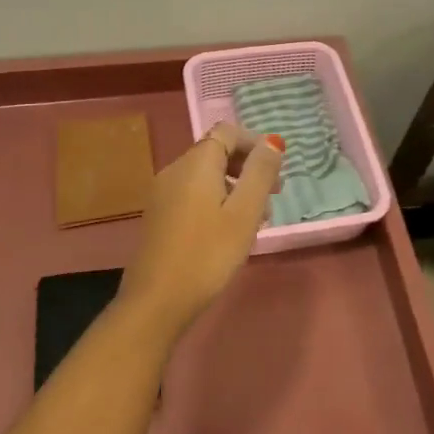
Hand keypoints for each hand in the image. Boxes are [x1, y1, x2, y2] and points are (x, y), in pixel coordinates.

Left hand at [118, 124, 286, 338]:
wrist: (156, 301)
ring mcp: (163, 194)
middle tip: (273, 196)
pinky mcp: (159, 216)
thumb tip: (271, 142)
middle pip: (216, 152)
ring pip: (206, 176)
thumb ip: (260, 173)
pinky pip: (193, 194)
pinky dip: (216, 200)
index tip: (276, 170)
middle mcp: (175, 170)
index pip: (227, 132)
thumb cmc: (207, 254)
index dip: (255, 143)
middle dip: (248, 167)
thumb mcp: (244, 213)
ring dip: (235, 187)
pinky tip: (229, 231)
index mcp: (196, 164)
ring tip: (257, 220)